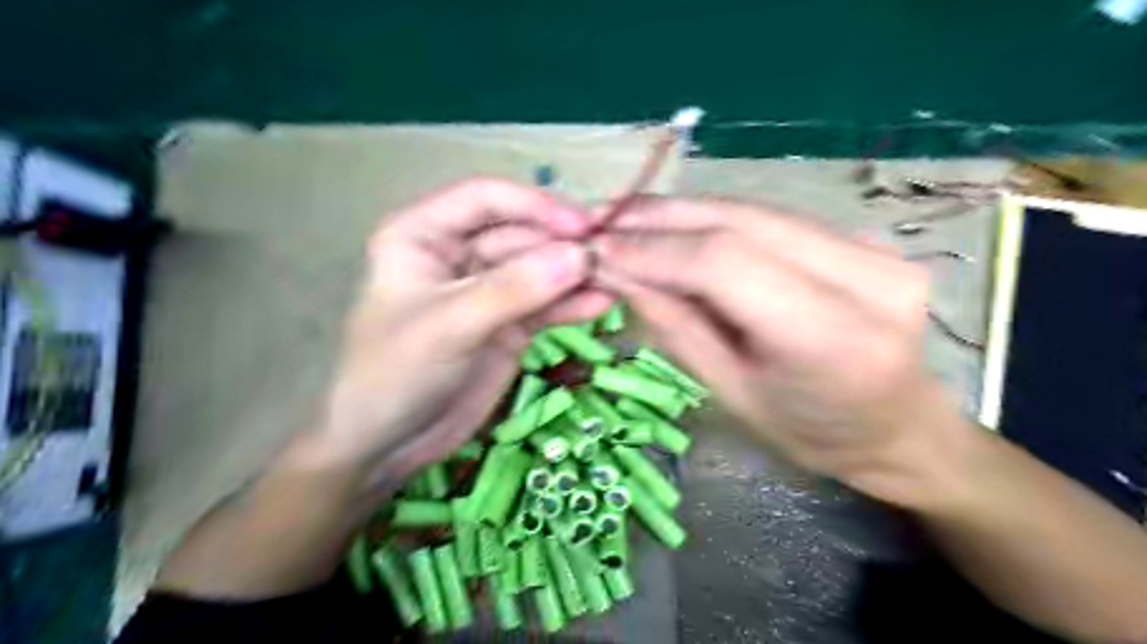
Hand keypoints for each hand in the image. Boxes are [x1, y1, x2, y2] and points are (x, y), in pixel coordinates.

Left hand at [304, 175, 607, 487]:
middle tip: (610, 256)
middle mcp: (459, 253)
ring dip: (575, 274)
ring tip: (616, 279)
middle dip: (563, 245)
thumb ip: (513, 289)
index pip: (486, 199)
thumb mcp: (449, 325)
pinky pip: (546, 305)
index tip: (582, 225)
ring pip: (539, 269)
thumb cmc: (396, 374)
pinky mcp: (510, 324)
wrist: (390, 444)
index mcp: (424, 234)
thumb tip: (579, 256)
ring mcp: (488, 290)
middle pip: (521, 234)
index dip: (535, 204)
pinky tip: (601, 305)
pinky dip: (572, 305)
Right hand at [597, 195, 969, 508]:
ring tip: (627, 221)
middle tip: (601, 222)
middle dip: (660, 218)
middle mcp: (867, 280)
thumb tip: (615, 270)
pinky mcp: (867, 239)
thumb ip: (674, 325)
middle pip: (740, 222)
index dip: (653, 249)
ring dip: (683, 212)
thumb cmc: (809, 432)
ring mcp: (875, 250)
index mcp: (831, 340)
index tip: (597, 251)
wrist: (897, 427)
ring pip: (754, 210)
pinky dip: (716, 220)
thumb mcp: (730, 392)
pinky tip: (676, 226)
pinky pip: (772, 219)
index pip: (724, 263)